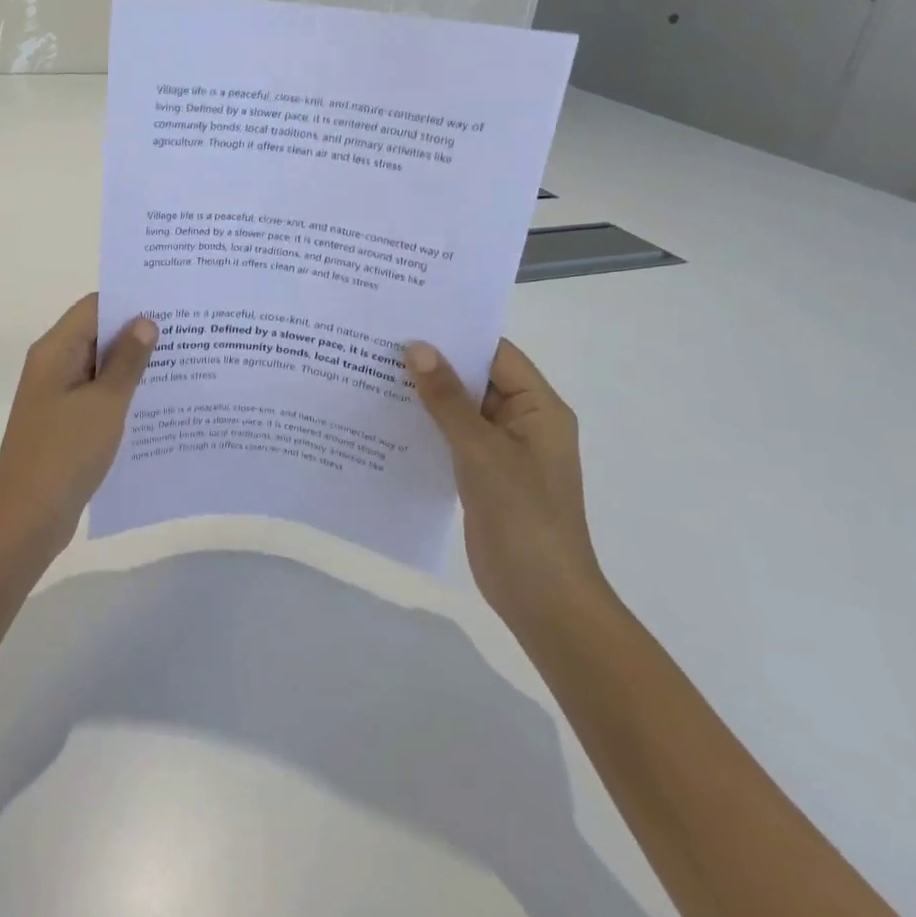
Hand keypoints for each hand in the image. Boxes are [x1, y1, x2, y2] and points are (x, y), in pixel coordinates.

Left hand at [0, 294, 157, 553]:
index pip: (94, 306)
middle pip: (97, 334)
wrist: (27, 519)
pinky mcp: (64, 423)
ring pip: (99, 367)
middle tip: (186, 333)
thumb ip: (127, 361)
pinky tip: (156, 402)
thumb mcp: (104, 403)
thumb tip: (145, 322)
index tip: (170, 304)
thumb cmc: (65, 453)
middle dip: (137, 333)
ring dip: (132, 366)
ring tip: (181, 364)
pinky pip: (97, 395)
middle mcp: (53, 365)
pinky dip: (122, 393)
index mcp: (55, 350)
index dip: (130, 301)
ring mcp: (57, 396)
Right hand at [404, 338, 606, 632]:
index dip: (456, 334)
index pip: (496, 353)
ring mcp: (502, 451)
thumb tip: (416, 348)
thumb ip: (447, 399)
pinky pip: (452, 438)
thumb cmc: (523, 516)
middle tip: (380, 342)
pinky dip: (425, 427)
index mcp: (538, 408)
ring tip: (373, 372)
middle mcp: (522, 422)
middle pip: (475, 379)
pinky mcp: (483, 476)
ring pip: (460, 410)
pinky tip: (386, 418)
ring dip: (425, 396)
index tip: (409, 318)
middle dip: (433, 363)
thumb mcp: (481, 450)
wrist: (543, 598)